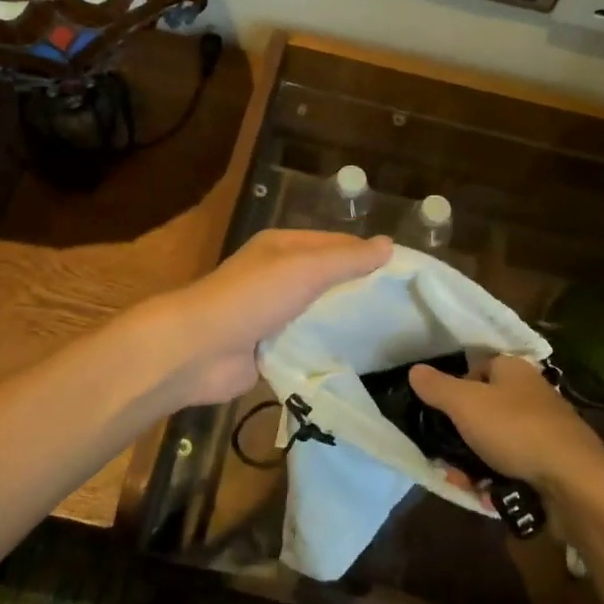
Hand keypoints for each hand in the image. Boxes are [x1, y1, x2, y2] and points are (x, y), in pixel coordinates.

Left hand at [155, 231, 392, 407]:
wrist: (198, 350)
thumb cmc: (254, 297)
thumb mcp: (306, 269)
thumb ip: (348, 260)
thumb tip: (389, 245)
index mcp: (283, 246)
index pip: (335, 244)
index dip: (367, 255)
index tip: (404, 275)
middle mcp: (277, 274)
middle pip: (327, 278)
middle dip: (359, 290)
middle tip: (403, 309)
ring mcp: (271, 312)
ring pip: (317, 312)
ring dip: (343, 322)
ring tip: (389, 336)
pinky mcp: (267, 347)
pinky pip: (305, 343)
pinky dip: (324, 348)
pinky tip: (356, 359)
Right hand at [409, 355, 603, 492]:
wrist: (575, 482)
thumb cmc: (516, 430)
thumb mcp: (466, 404)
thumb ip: (437, 387)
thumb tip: (414, 370)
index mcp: (513, 369)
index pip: (476, 369)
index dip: (454, 389)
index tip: (438, 414)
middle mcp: (530, 393)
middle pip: (483, 410)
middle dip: (459, 437)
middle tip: (444, 459)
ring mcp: (543, 429)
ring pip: (495, 443)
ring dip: (473, 464)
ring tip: (462, 483)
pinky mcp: (551, 463)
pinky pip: (513, 467)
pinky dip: (497, 480)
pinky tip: (487, 497)